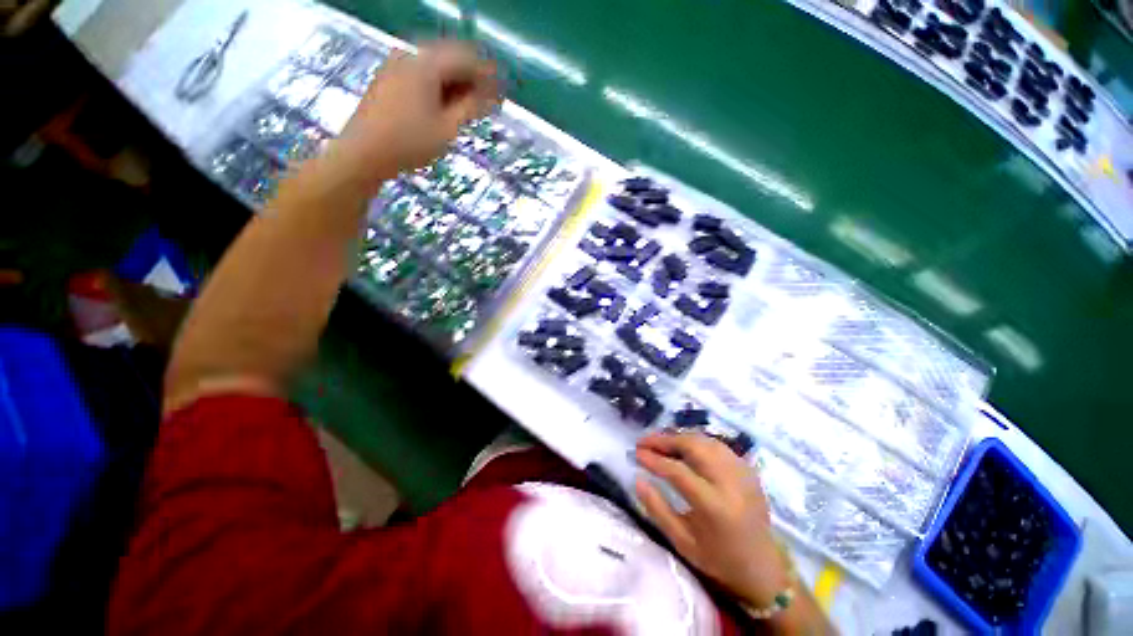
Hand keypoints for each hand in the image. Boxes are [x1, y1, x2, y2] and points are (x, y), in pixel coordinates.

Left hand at [326, 41, 499, 192]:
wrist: (355, 159)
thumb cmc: (403, 145)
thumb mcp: (446, 128)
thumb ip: (473, 107)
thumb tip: (492, 96)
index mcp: (428, 63)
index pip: (469, 60)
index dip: (489, 78)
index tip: (500, 97)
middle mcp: (411, 56)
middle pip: (452, 57)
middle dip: (470, 77)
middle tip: (483, 102)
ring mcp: (394, 66)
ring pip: (434, 64)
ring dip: (451, 81)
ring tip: (461, 106)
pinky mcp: (383, 79)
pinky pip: (418, 72)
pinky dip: (432, 84)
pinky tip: (437, 105)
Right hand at [635, 432, 789, 608]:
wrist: (757, 562)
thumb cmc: (716, 558)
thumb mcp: (681, 541)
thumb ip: (658, 510)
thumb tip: (638, 480)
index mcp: (712, 504)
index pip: (678, 471)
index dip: (654, 460)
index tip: (636, 454)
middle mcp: (731, 482)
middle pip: (698, 447)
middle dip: (668, 440)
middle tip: (645, 442)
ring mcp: (745, 474)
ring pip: (712, 443)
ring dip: (685, 439)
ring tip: (662, 443)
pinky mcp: (751, 472)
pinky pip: (724, 450)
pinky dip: (703, 445)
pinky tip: (689, 451)